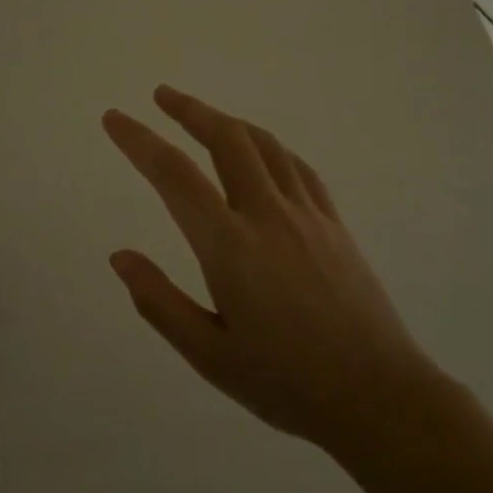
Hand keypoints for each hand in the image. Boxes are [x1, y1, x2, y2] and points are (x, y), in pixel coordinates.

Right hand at [102, 87, 444, 449]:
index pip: (173, 176)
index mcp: (229, 247)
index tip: (114, 118)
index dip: (139, 141)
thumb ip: (159, 301)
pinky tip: (261, 151)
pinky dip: (269, 147)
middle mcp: (268, 216)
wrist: (378, 397)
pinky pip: (298, 167)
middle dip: (189, 110)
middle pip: (226, 140)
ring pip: (265, 145)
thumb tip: (120, 256)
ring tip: (203, 116)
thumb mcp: (208, 355)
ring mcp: (307, 216)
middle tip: (160, 96)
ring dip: (228, 121)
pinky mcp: (334, 224)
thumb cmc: (285, 383)